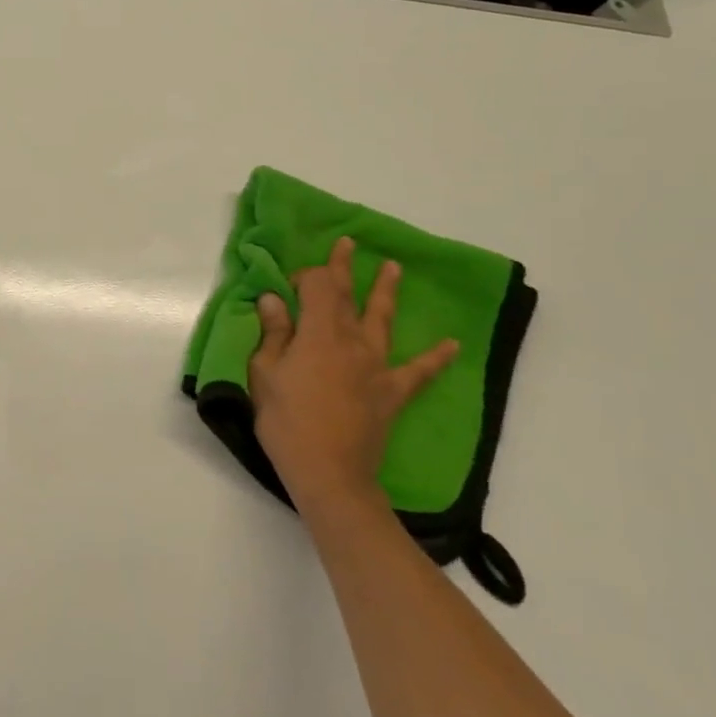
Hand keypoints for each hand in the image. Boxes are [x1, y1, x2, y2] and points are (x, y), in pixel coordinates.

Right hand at [250, 237, 458, 514]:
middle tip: (348, 243)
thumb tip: (273, 299)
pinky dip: (435, 357)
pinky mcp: (392, 392)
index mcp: (318, 333)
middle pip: (348, 295)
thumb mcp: (265, 374)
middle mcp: (351, 341)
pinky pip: (419, 371)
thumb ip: (273, 334)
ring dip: (386, 292)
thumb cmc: (286, 423)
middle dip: (345, 268)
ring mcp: (377, 366)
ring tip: (393, 268)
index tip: (289, 285)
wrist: (329, 473)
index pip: (318, 287)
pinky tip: (451, 345)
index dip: (306, 277)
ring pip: (382, 319)